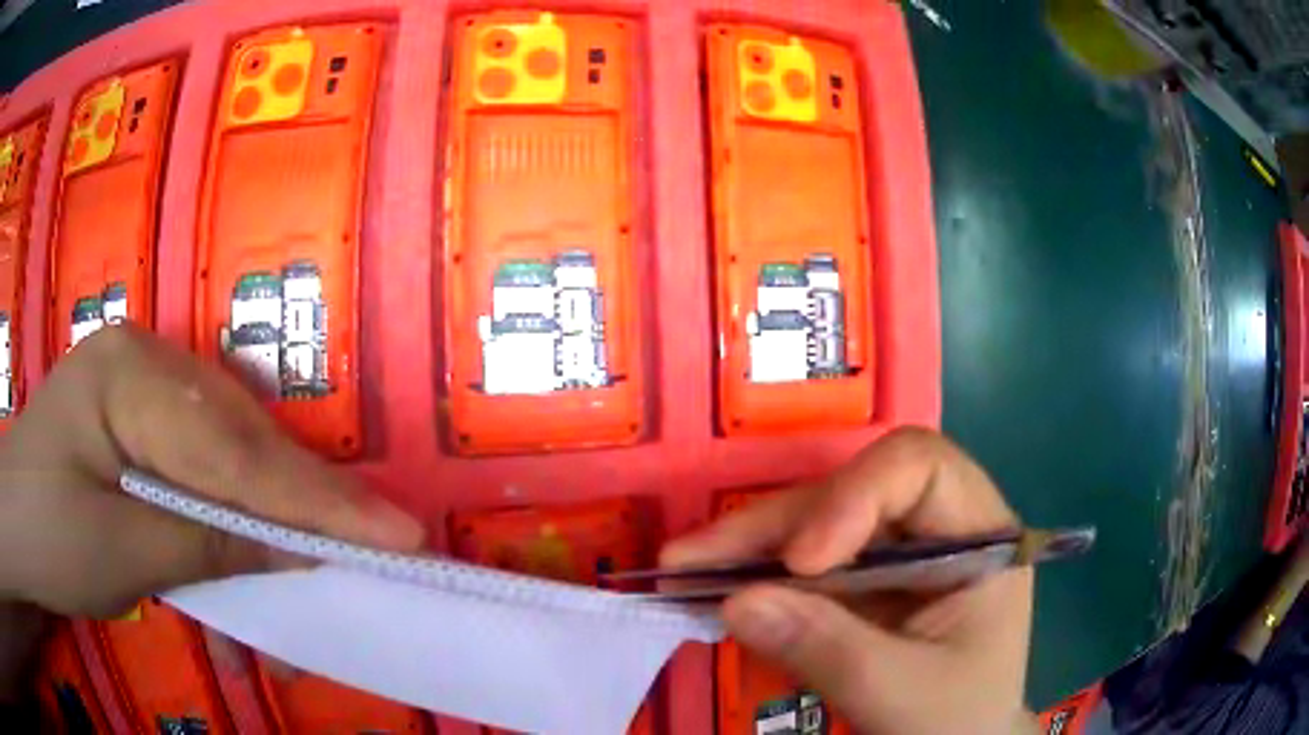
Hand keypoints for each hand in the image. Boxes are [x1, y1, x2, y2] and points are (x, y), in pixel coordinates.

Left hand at [0, 326, 423, 617]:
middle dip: (300, 514)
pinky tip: (229, 583)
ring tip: (291, 595)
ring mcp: (141, 392)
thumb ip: (207, 545)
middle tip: (373, 558)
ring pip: (225, 464)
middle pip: (241, 445)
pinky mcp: (138, 429)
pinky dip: (223, 533)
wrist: (15, 528)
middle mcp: (144, 366)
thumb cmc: (44, 538)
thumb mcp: (119, 554)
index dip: (318, 501)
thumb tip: (296, 551)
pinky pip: (198, 478)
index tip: (400, 535)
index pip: (236, 450)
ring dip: (260, 535)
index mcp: (127, 376)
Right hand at [662, 428, 1034, 734]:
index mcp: (979, 535)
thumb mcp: (902, 693)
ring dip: (750, 545)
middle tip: (693, 559)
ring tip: (683, 568)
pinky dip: (757, 574)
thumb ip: (828, 649)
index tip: (800, 561)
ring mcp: (898, 554)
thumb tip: (736, 601)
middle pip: (853, 492)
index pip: (921, 468)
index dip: (855, 496)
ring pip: (819, 521)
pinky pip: (805, 564)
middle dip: (775, 525)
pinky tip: (711, 585)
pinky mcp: (864, 583)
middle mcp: (938, 528)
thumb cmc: (957, 720)